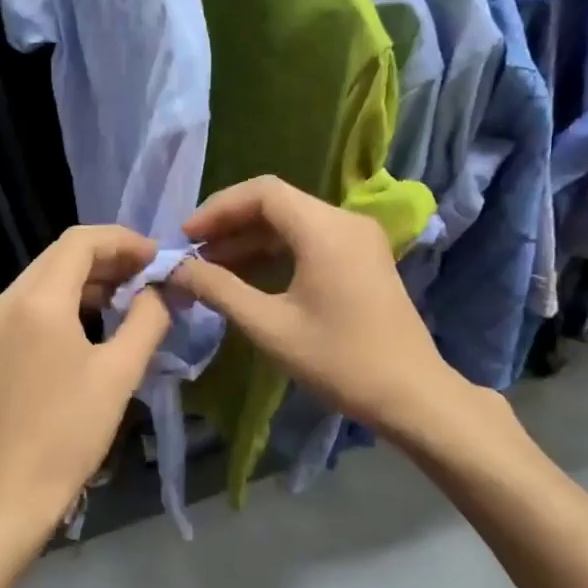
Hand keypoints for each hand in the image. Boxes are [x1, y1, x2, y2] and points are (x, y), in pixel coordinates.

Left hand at [0, 226, 172, 575]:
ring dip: (91, 277)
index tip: (158, 258)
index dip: (123, 241)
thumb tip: (161, 291)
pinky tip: (102, 316)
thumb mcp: (120, 373)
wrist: (12, 488)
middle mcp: (11, 299)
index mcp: (38, 300)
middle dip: (110, 256)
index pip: (80, 241)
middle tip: (151, 274)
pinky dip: (72, 298)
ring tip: (134, 293)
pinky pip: (38, 301)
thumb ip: (148, 320)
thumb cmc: (70, 431)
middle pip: (62, 254)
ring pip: (49, 276)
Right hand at [165, 177, 474, 445]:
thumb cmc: (338, 360)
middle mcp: (345, 221)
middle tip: (193, 253)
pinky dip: (275, 251)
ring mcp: (358, 239)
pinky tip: (249, 276)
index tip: (186, 237)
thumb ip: (218, 289)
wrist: (411, 395)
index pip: (262, 192)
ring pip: (292, 222)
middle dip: (230, 224)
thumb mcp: (269, 326)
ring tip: (212, 267)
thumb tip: (175, 268)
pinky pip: (310, 239)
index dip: (218, 209)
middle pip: (276, 203)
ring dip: (251, 239)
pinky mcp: (362, 259)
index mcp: (324, 229)